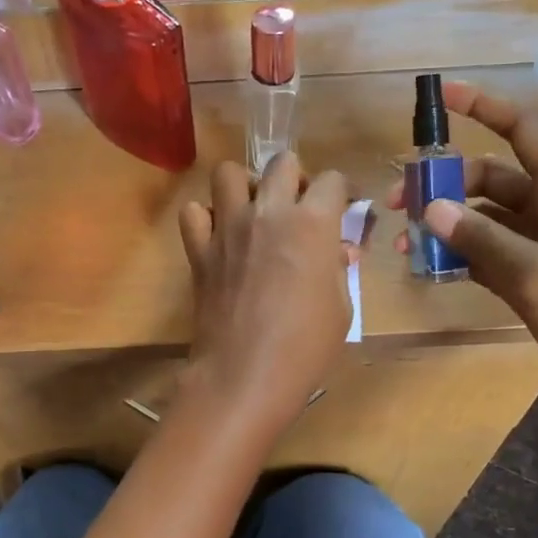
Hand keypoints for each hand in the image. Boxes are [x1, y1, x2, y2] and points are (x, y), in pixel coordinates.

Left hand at [179, 154, 351, 428]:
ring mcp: (228, 228)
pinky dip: (206, 218)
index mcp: (313, 223)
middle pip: (282, 163)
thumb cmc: (306, 347)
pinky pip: (194, 213)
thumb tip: (335, 250)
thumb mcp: (341, 307)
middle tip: (298, 207)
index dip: (342, 191)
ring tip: (254, 211)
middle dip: (296, 178)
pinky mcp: (199, 250)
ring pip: (228, 173)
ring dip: (245, 185)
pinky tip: (219, 237)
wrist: (245, 374)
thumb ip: (338, 267)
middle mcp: (269, 213)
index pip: (333, 180)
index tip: (344, 207)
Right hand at [389, 82, 537, 461]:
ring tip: (405, 245)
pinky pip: (494, 261)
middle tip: (398, 203)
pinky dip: (464, 261)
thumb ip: (483, 240)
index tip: (443, 94)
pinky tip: (432, 271)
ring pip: (490, 224)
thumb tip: (430, 206)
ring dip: (449, 227)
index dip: (487, 108)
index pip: (527, 132)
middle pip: (496, 180)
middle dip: (448, 183)